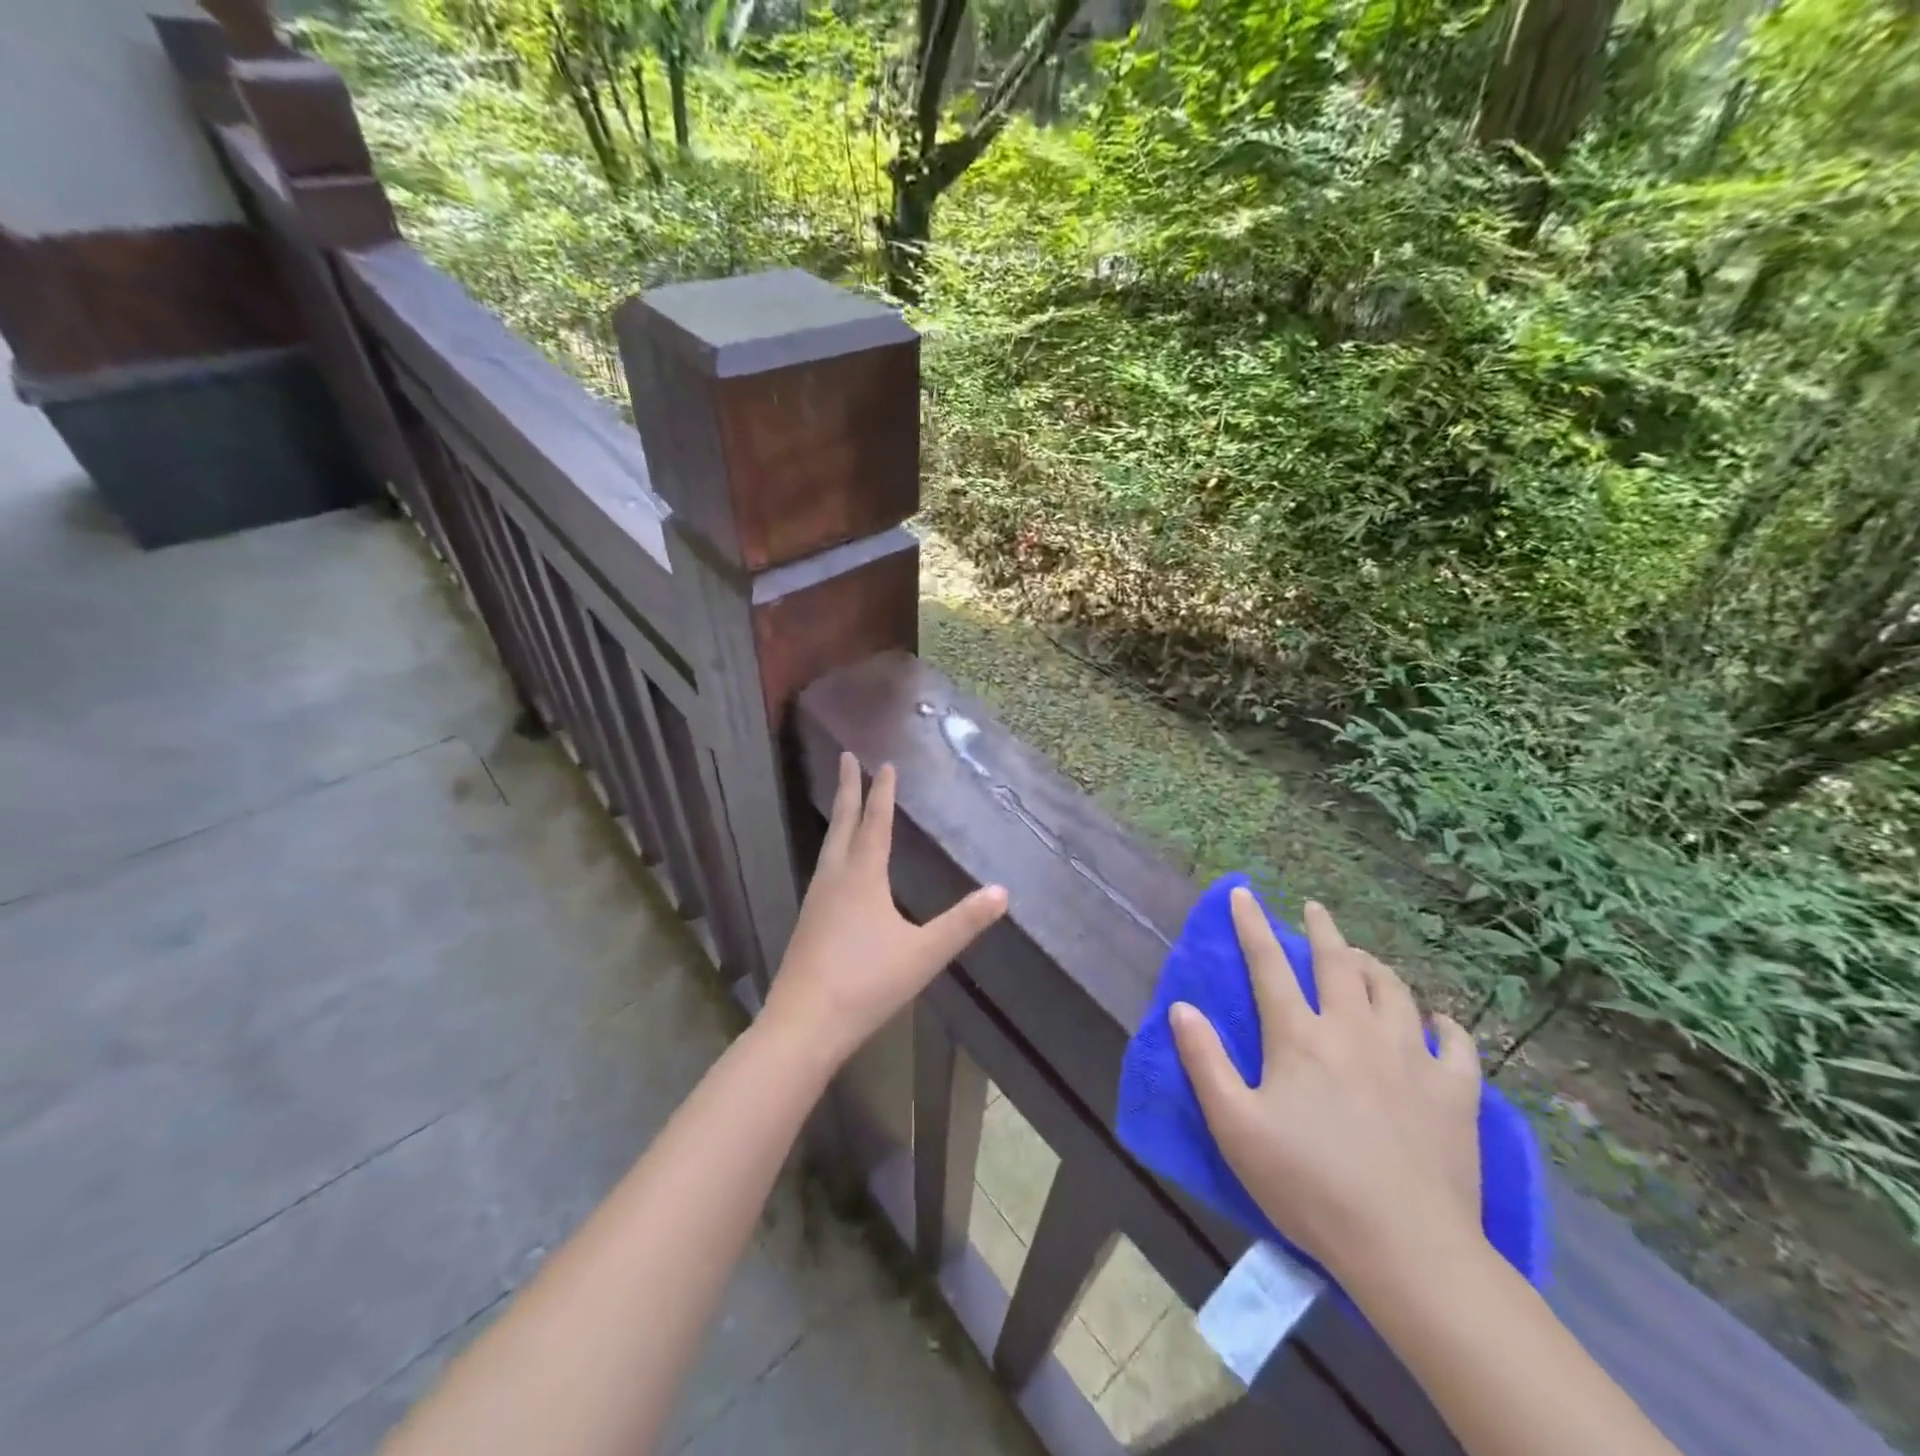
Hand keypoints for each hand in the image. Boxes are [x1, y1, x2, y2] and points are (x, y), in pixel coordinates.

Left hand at [763, 753, 1007, 1069]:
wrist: (803, 1025)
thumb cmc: (866, 984)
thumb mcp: (923, 954)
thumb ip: (962, 923)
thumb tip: (1002, 892)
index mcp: (862, 878)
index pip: (876, 824)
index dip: (883, 793)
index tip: (885, 764)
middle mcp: (835, 880)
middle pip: (843, 824)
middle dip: (847, 789)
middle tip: (845, 758)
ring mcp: (816, 901)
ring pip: (829, 846)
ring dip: (839, 818)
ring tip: (845, 804)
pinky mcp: (808, 923)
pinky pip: (823, 869)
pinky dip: (833, 850)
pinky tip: (837, 868)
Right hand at [1171, 892, 1484, 1288]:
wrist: (1407, 1248)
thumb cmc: (1309, 1185)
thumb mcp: (1235, 1127)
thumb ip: (1204, 1061)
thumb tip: (1181, 1007)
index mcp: (1300, 1037)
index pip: (1269, 965)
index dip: (1252, 925)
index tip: (1243, 893)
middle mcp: (1354, 1030)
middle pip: (1338, 963)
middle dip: (1322, 930)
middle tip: (1314, 909)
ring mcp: (1410, 1057)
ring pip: (1393, 990)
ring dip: (1374, 966)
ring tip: (1363, 959)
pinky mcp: (1454, 1092)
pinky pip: (1454, 1043)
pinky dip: (1443, 1024)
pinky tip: (1436, 1022)